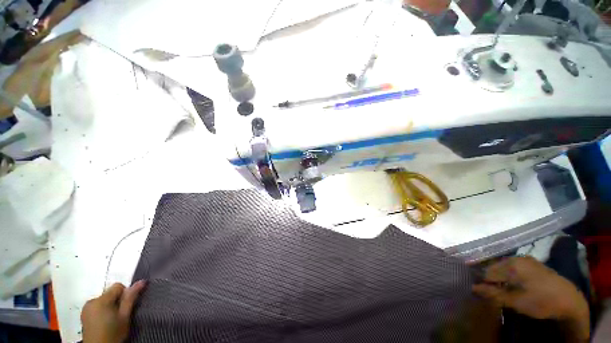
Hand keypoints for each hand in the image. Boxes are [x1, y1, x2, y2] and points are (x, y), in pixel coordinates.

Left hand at [81, 281, 145, 342]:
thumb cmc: (113, 333)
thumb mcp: (125, 317)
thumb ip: (131, 298)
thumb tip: (142, 281)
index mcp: (101, 300)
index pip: (118, 286)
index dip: (125, 294)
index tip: (126, 307)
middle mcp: (91, 301)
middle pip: (109, 294)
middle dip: (116, 302)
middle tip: (120, 316)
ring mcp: (86, 308)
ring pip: (103, 300)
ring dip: (110, 306)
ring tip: (112, 320)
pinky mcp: (83, 315)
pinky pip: (96, 306)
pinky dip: (102, 311)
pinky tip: (104, 322)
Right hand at [473, 257, 588, 340]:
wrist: (570, 300)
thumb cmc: (541, 301)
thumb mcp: (516, 301)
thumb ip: (493, 293)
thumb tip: (472, 287)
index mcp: (511, 265)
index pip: (487, 272)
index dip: (481, 282)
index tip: (478, 291)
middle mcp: (516, 258)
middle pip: (495, 267)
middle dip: (489, 279)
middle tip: (488, 291)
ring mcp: (526, 259)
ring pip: (504, 266)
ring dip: (498, 277)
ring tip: (498, 289)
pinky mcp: (533, 263)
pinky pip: (513, 266)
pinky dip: (508, 274)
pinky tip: (511, 284)